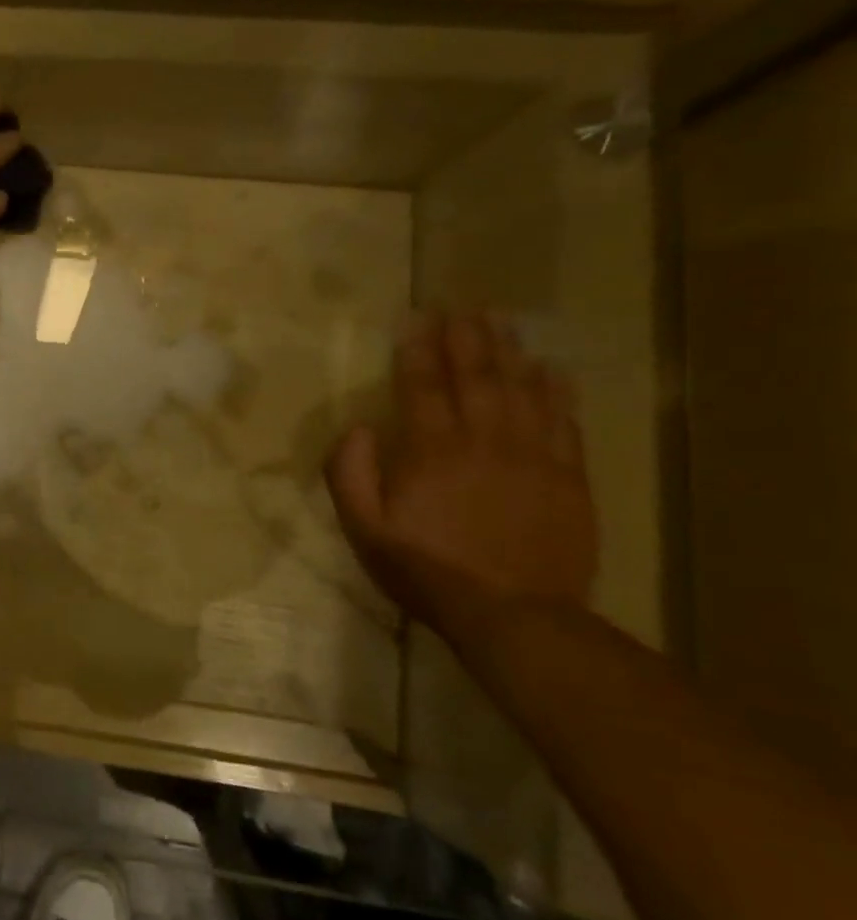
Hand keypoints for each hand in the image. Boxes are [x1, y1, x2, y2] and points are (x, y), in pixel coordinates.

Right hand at [326, 312, 597, 629]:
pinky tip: (552, 370)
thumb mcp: (364, 528)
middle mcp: (483, 441)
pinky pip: (563, 423)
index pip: (422, 386)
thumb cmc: (425, 569)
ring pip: (522, 390)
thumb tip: (358, 428)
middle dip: (466, 339)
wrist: (513, 613)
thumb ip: (351, 474)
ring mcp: (532, 457)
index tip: (416, 319)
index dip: (418, 350)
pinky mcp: (568, 478)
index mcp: (430, 451)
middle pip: (476, 377)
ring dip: (510, 353)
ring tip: (503, 322)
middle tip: (463, 307)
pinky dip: (557, 392)